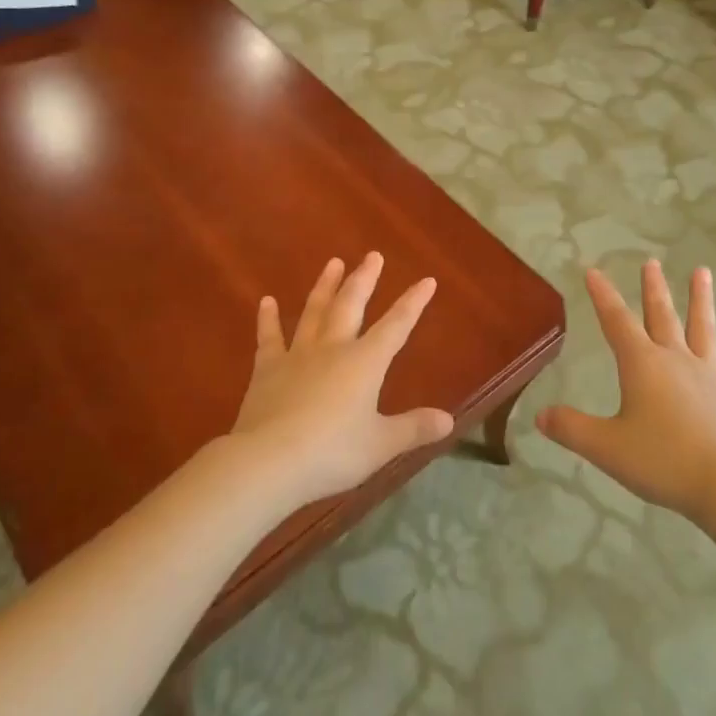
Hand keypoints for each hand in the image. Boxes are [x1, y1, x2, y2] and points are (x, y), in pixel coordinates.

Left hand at [230, 252, 454, 507]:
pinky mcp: (267, 370)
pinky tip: (266, 301)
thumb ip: (414, 428)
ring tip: (333, 262)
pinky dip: (268, 319)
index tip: (426, 280)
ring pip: (314, 312)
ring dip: (325, 286)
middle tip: (373, 255)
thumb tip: (449, 420)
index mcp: (365, 362)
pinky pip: (269, 337)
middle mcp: (333, 349)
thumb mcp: (381, 445)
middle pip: (351, 305)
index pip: (396, 325)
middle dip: (364, 279)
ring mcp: (298, 355)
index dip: (413, 303)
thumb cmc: (332, 452)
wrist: (269, 461)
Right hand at [536, 260, 715, 521]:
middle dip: (653, 288)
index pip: (616, 321)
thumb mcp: (606, 448)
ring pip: (702, 328)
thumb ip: (571, 429)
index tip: (594, 271)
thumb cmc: (662, 461)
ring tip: (702, 271)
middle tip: (651, 262)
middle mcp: (674, 360)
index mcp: (642, 365)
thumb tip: (540, 416)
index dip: (603, 296)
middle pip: (661, 315)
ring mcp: (707, 375)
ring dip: (700, 299)